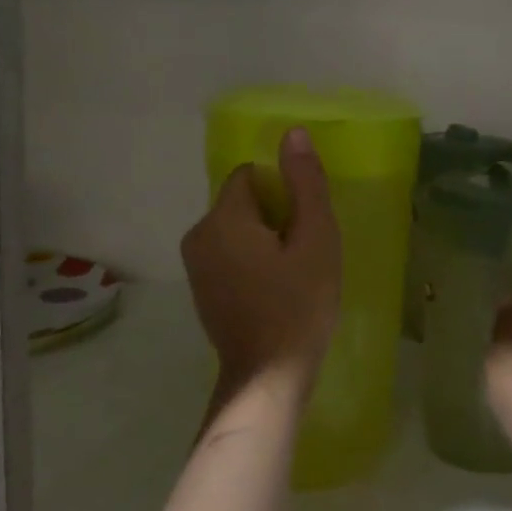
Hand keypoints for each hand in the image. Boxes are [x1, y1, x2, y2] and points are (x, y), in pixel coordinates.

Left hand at [181, 127, 340, 394]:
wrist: (269, 377)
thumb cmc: (299, 304)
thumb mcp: (316, 239)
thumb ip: (305, 183)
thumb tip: (292, 133)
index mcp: (222, 218)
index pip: (250, 175)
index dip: (283, 192)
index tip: (305, 223)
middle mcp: (198, 235)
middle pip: (242, 203)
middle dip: (275, 217)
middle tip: (305, 251)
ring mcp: (195, 267)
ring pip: (236, 231)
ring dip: (265, 241)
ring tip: (293, 273)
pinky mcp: (201, 291)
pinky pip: (229, 256)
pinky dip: (251, 262)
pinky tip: (275, 290)